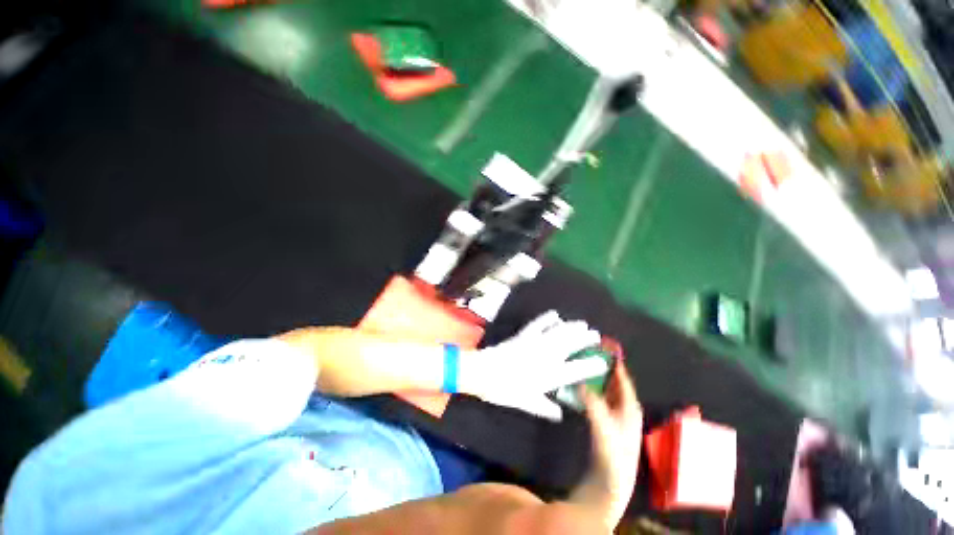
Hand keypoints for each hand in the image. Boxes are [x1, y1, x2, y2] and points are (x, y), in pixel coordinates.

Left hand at [460, 311, 607, 420]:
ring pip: (559, 333)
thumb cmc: (506, 390)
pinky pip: (538, 324)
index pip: (577, 370)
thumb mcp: (527, 403)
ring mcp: (536, 343)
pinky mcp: (524, 335)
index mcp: (550, 375)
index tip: (603, 361)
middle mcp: (547, 357)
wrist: (485, 372)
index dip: (591, 365)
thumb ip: (545, 408)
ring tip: (583, 324)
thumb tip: (560, 414)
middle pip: (571, 345)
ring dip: (572, 327)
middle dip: (585, 340)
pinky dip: (547, 319)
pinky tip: (555, 314)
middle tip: (596, 335)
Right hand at [570, 358, 642, 529]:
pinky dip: (590, 388)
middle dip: (602, 365)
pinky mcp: (604, 422)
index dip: (613, 360)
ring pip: (605, 389)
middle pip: (613, 380)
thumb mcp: (603, 426)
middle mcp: (624, 408)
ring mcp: (614, 415)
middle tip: (586, 350)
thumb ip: (592, 402)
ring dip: (594, 376)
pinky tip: (577, 385)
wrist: (610, 484)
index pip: (622, 376)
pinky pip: (597, 398)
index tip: (602, 343)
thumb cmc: (612, 455)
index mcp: (629, 406)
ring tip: (580, 362)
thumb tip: (580, 381)